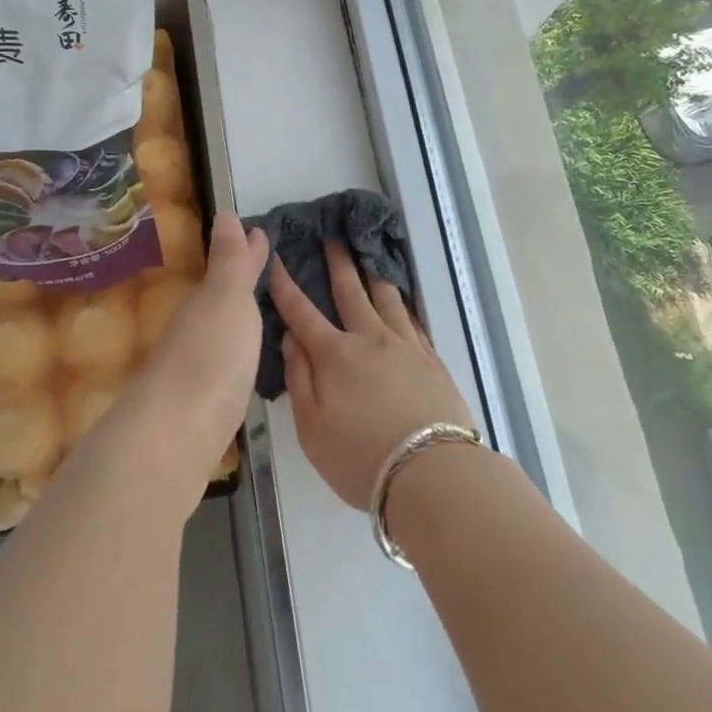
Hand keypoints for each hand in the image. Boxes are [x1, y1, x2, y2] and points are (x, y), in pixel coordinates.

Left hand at [101, 214, 268, 512]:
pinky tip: (247, 360)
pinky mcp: (204, 406)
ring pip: (221, 331)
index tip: (260, 232)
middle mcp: (196, 332)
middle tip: (264, 264)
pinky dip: (238, 352)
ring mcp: (197, 370)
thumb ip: (230, 262)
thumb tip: (224, 212)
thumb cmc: (209, 357)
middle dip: (241, 281)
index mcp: (204, 304)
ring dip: (238, 317)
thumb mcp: (226, 299)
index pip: (228, 270)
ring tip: (262, 308)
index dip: (245, 253)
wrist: (176, 437)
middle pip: (221, 299)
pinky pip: (226, 364)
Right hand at [268, 242, 474, 509]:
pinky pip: (413, 321)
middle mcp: (370, 339)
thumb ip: (299, 379)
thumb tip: (291, 339)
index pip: (302, 312)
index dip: (286, 284)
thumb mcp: (312, 428)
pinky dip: (402, 305)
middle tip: (333, 237)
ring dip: (373, 276)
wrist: (433, 473)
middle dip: (338, 263)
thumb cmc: (361, 458)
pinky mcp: (433, 360)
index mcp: (334, 355)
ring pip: (387, 299)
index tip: (277, 258)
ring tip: (369, 259)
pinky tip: (401, 303)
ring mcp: (406, 346)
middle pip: (351, 292)